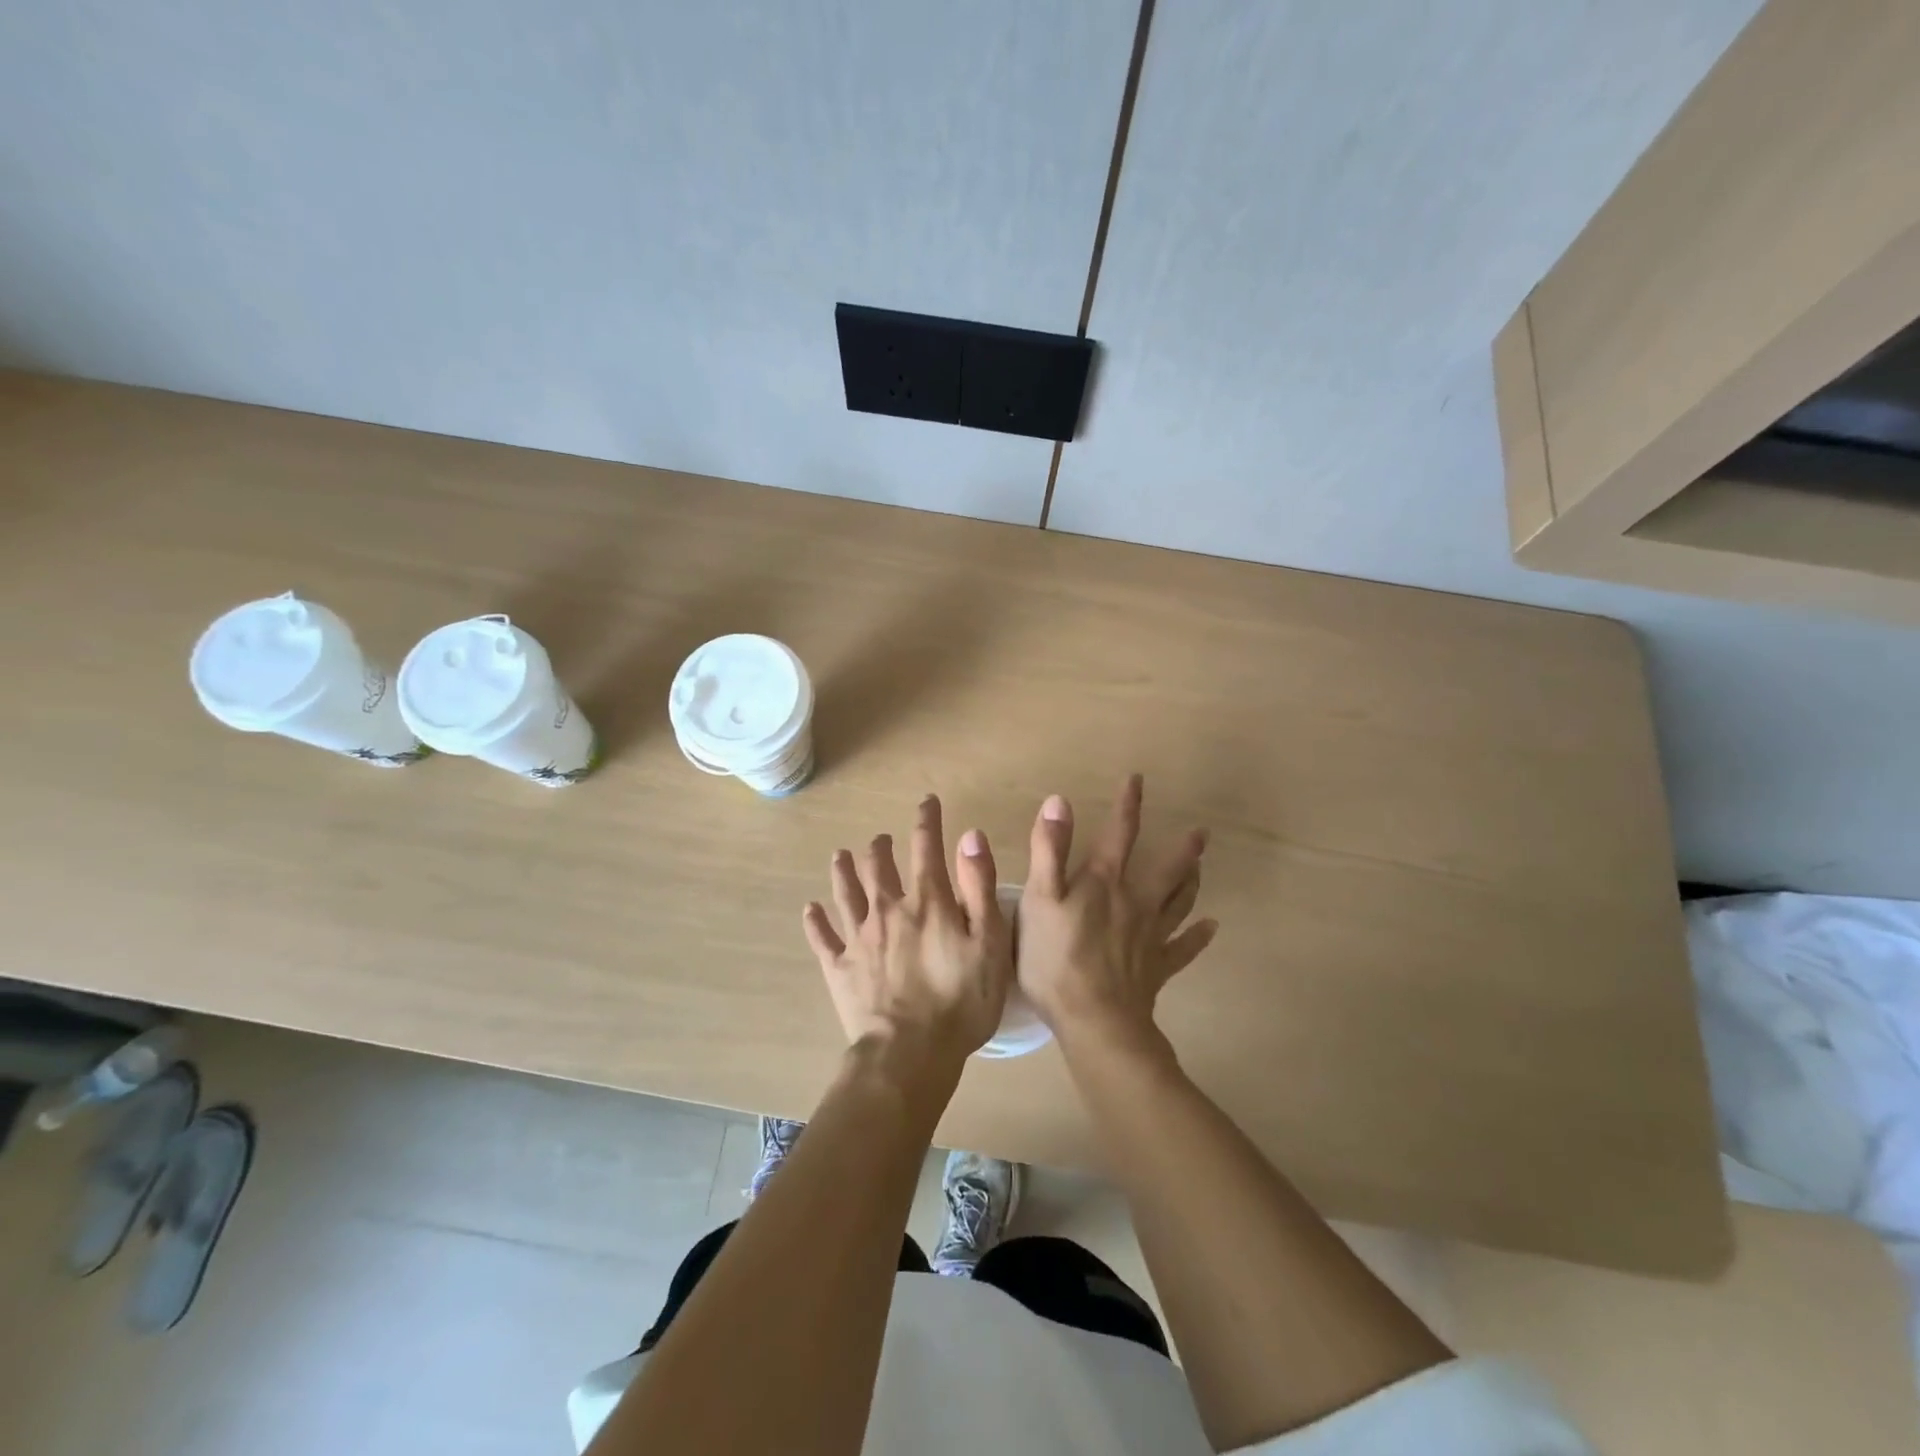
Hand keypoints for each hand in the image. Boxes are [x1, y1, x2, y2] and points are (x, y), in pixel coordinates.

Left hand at [802, 794, 1011, 1072]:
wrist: (910, 1054)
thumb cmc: (962, 1000)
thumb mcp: (990, 942)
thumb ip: (979, 886)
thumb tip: (969, 835)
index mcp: (928, 902)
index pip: (926, 847)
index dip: (927, 820)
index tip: (926, 802)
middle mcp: (888, 909)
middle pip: (878, 867)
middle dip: (880, 847)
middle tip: (881, 840)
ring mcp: (859, 938)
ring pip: (846, 893)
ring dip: (842, 871)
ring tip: (839, 855)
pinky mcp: (839, 968)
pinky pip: (823, 938)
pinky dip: (815, 922)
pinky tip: (810, 910)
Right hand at [1017, 774, 1217, 1048]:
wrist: (1094, 1020)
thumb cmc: (1056, 958)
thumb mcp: (1039, 898)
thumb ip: (1048, 850)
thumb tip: (1059, 801)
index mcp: (1104, 882)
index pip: (1119, 834)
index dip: (1127, 805)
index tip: (1138, 780)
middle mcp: (1134, 902)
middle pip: (1165, 870)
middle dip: (1182, 849)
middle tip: (1201, 833)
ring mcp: (1150, 937)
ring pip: (1178, 904)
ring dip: (1191, 884)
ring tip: (1201, 868)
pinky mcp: (1157, 969)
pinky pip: (1183, 950)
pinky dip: (1198, 938)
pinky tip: (1212, 928)